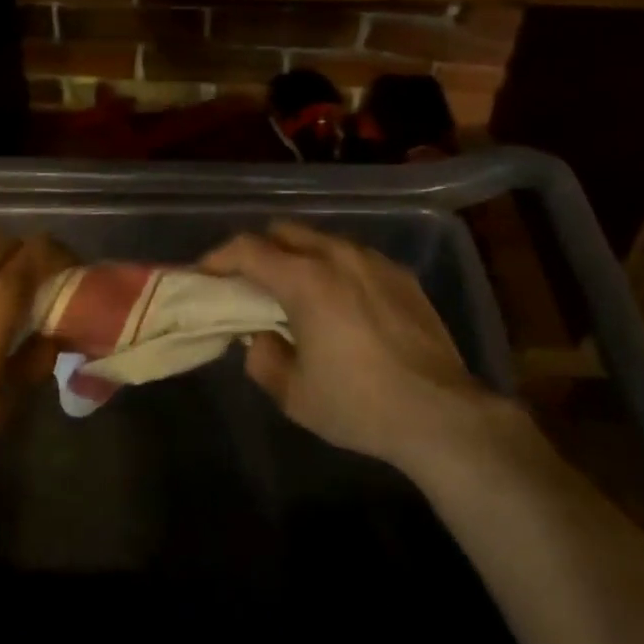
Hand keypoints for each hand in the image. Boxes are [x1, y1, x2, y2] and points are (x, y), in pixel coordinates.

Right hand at [202, 222, 507, 476]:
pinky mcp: (401, 274)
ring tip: (298, 292)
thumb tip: (260, 337)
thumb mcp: (295, 395)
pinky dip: (335, 268)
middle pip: (284, 231)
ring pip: (322, 240)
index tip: (205, 273)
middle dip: (259, 250)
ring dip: (299, 256)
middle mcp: (337, 255)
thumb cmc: (359, 404)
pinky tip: (343, 303)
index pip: (248, 249)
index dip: (219, 257)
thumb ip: (264, 359)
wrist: (439, 413)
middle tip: (250, 283)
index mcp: (305, 279)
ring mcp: (373, 260)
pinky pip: (355, 256)